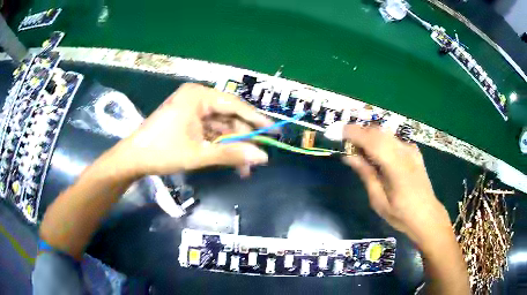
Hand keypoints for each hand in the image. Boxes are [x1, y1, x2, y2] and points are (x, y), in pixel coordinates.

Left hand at [114, 83, 272, 176]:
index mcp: (198, 96)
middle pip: (228, 117)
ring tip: (245, 168)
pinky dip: (219, 146)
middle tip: (257, 158)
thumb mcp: (199, 154)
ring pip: (220, 127)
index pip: (234, 105)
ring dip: (232, 146)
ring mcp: (192, 109)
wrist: (133, 159)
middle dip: (242, 139)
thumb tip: (263, 157)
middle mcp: (197, 98)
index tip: (273, 132)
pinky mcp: (188, 121)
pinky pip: (210, 132)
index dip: (255, 119)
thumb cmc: (163, 151)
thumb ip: (232, 153)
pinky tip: (230, 161)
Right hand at [341, 125, 451, 247]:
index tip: (338, 132)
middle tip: (345, 141)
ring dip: (369, 136)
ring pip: (386, 134)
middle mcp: (406, 153)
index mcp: (397, 167)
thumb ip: (366, 175)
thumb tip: (349, 157)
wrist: (427, 215)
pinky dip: (380, 141)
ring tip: (358, 148)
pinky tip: (376, 153)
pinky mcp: (414, 152)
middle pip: (379, 133)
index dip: (355, 133)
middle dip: (360, 132)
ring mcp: (411, 151)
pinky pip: (393, 140)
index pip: (373, 142)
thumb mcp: (379, 201)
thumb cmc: (401, 214)